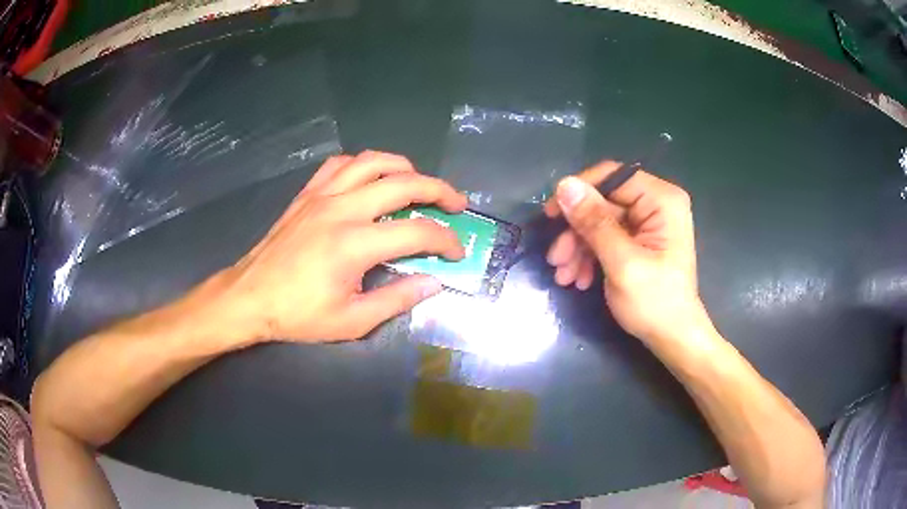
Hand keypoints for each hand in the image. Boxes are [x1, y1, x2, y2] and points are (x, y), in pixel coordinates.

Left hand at [217, 151, 466, 342]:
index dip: (445, 240)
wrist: (249, 297)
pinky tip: (371, 179)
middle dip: (440, 190)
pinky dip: (364, 165)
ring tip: (419, 183)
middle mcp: (342, 208)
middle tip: (457, 204)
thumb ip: (397, 299)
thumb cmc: (297, 314)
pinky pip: (340, 164)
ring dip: (405, 167)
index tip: (456, 251)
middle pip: (404, 183)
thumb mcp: (352, 321)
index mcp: (355, 244)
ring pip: (373, 161)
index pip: (417, 231)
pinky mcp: (307, 193)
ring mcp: (322, 195)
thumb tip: (433, 282)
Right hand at [544, 161, 709, 345]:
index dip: (579, 192)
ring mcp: (647, 224)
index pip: (612, 176)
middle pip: (603, 203)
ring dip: (578, 248)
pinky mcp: (639, 241)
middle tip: (555, 259)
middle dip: (576, 232)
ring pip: (599, 222)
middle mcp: (656, 204)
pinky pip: (606, 238)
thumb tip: (564, 184)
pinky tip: (579, 279)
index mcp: (662, 200)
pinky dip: (589, 257)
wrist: (673, 339)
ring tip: (564, 276)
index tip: (552, 216)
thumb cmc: (655, 302)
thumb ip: (594, 222)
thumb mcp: (621, 262)